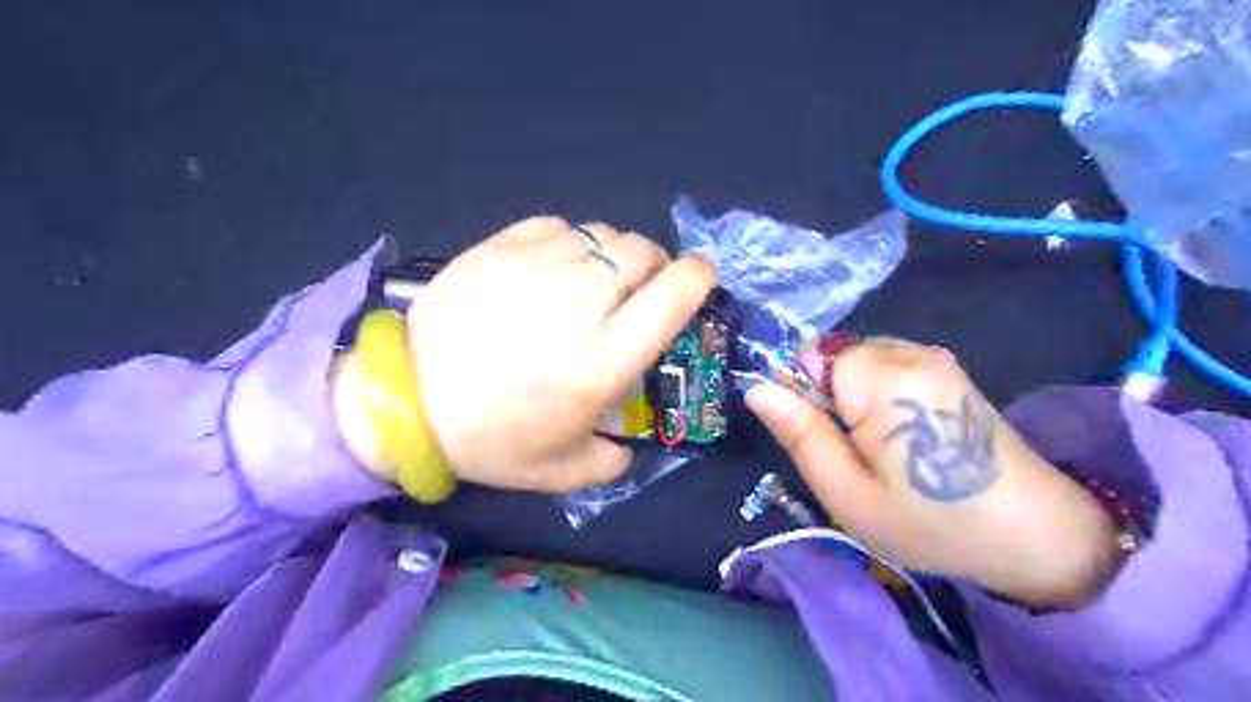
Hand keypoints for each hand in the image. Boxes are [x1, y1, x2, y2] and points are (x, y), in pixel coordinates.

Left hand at [369, 218, 712, 491]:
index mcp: (603, 360)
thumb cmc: (490, 439)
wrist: (406, 400)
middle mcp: (581, 303)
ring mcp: (539, 267)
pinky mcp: (502, 247)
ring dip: (611, 256)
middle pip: (642, 253)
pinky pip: (559, 227)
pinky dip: (571, 243)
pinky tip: (552, 269)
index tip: (701, 277)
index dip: (697, 278)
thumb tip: (627, 444)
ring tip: (591, 281)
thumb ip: (611, 461)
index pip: (673, 298)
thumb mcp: (562, 470)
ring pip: (603, 235)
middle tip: (638, 290)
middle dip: (654, 266)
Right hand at [747, 338, 1117, 606]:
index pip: (809, 355)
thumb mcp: (848, 492)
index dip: (804, 395)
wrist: (1037, 534)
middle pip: (834, 355)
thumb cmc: (931, 522)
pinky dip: (880, 394)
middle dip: (829, 396)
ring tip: (883, 447)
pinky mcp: (947, 367)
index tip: (824, 439)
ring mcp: (933, 356)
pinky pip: (887, 366)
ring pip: (858, 360)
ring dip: (854, 397)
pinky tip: (906, 434)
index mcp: (883, 379)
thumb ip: (800, 434)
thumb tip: (756, 389)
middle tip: (855, 451)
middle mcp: (910, 352)